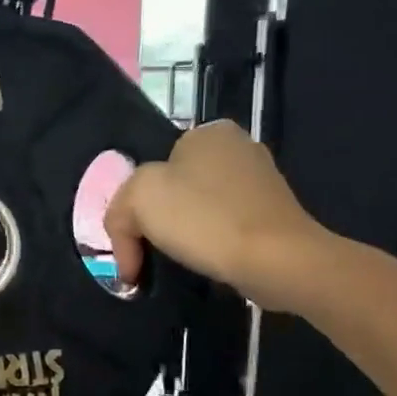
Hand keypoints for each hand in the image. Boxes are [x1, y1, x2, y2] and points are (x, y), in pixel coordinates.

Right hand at [105, 120, 335, 312]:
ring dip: (183, 236)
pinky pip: (226, 227)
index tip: (131, 241)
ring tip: (178, 263)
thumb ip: (118, 210)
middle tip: (146, 255)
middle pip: (174, 189)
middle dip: (156, 222)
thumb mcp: (138, 199)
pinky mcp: (275, 215)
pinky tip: (208, 263)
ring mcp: (261, 181)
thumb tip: (127, 240)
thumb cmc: (205, 219)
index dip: (134, 207)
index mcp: (207, 132)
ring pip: (199, 209)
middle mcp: (238, 147)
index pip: (152, 167)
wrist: (278, 260)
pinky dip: (211, 245)